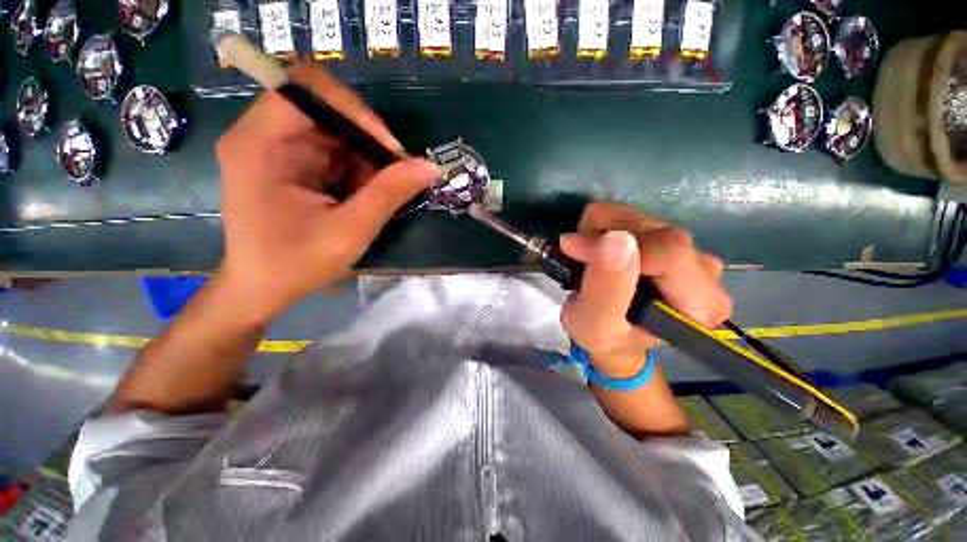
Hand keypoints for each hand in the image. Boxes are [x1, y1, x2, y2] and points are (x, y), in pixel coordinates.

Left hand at [215, 64, 439, 322]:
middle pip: (324, 110)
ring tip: (382, 191)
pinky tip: (366, 196)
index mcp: (260, 143)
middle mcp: (262, 136)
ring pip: (333, 133)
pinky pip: (332, 153)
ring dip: (365, 159)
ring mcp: (275, 149)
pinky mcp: (289, 165)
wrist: (261, 290)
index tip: (388, 149)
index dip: (355, 110)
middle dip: (367, 141)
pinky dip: (356, 170)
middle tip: (396, 174)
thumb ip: (390, 194)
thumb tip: (430, 166)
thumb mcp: (350, 230)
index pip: (308, 89)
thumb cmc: (296, 264)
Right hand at [559, 202, 731, 377]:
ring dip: (599, 231)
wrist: (614, 336)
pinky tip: (597, 249)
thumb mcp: (595, 325)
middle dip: (602, 237)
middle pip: (654, 230)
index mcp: (701, 302)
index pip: (668, 251)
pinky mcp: (668, 237)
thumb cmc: (605, 338)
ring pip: (639, 216)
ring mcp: (688, 249)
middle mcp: (705, 270)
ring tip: (586, 259)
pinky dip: (602, 226)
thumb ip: (606, 289)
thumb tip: (615, 239)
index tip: (572, 248)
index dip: (615, 243)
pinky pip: (631, 214)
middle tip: (575, 256)